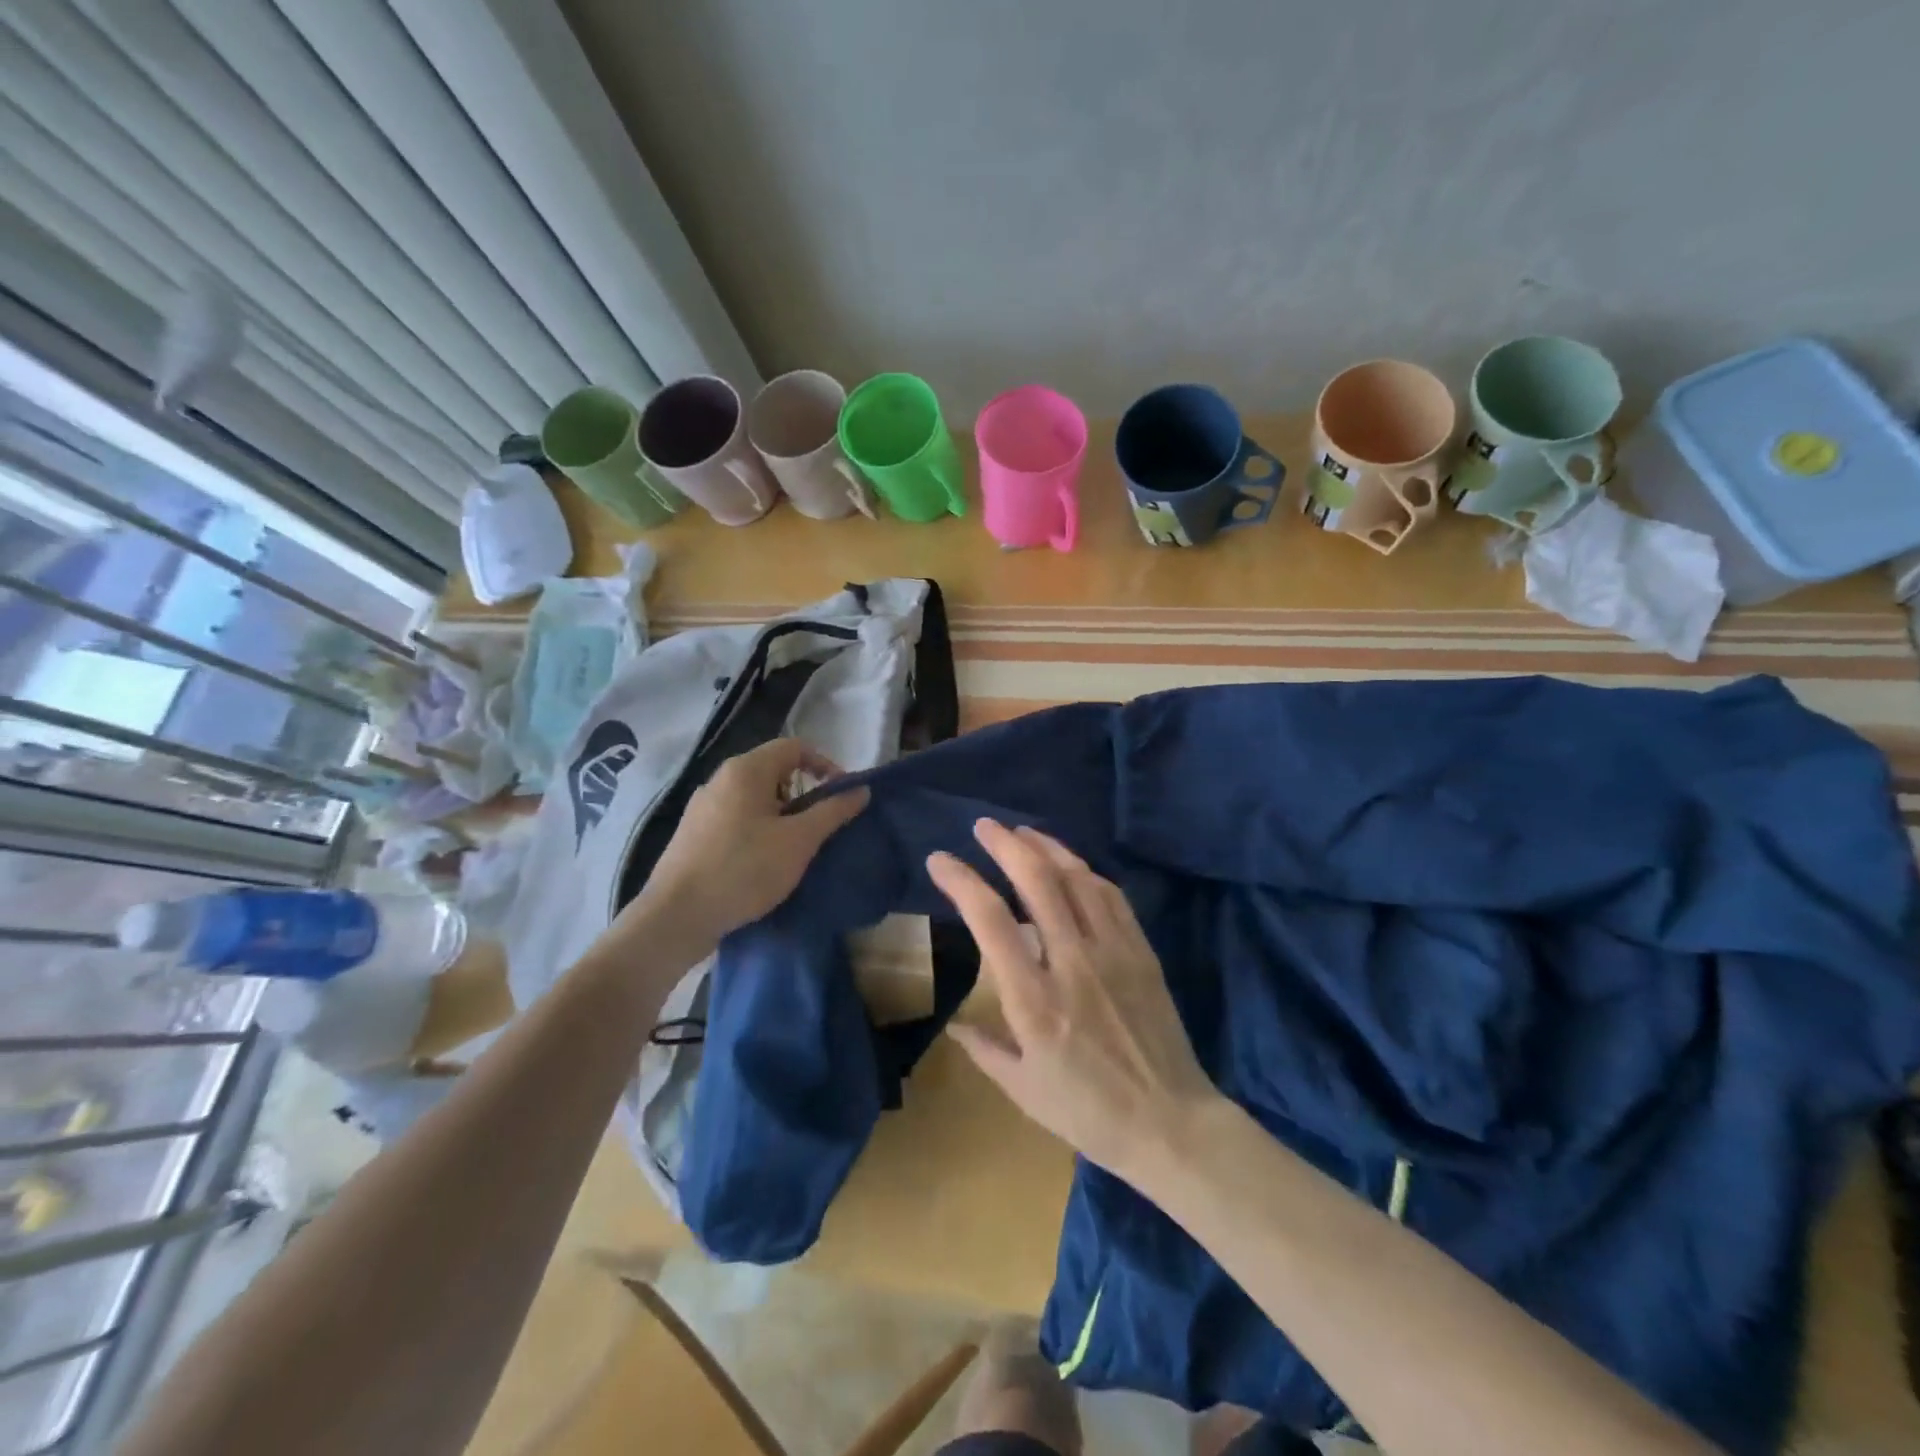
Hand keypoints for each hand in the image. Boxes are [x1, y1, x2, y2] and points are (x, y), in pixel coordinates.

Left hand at [626, 738, 869, 951]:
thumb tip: (861, 789)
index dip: (825, 765)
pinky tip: (763, 862)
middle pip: (774, 770)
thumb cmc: (744, 869)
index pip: (795, 747)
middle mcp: (721, 779)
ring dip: (782, 814)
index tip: (842, 796)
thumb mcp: (799, 841)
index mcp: (746, 770)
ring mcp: (703, 806)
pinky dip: (759, 829)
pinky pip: (737, 817)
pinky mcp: (694, 833)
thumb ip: (833, 811)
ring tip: (795, 847)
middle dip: (804, 793)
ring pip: (755, 797)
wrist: (677, 916)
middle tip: (820, 826)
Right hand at [927, 820, 1220, 1181]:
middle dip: (1005, 844)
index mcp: (1033, 999)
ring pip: (1077, 878)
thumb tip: (955, 1025)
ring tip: (1022, 832)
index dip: (961, 880)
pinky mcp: (1140, 951)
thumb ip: (984, 1049)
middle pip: (1037, 881)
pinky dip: (1085, 872)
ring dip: (1046, 847)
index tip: (939, 860)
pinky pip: (1111, 896)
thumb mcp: (1022, 1090)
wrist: (1169, 1123)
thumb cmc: (1087, 1113)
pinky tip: (1071, 865)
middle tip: (983, 826)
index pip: (990, 919)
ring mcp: (1112, 952)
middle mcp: (1072, 962)